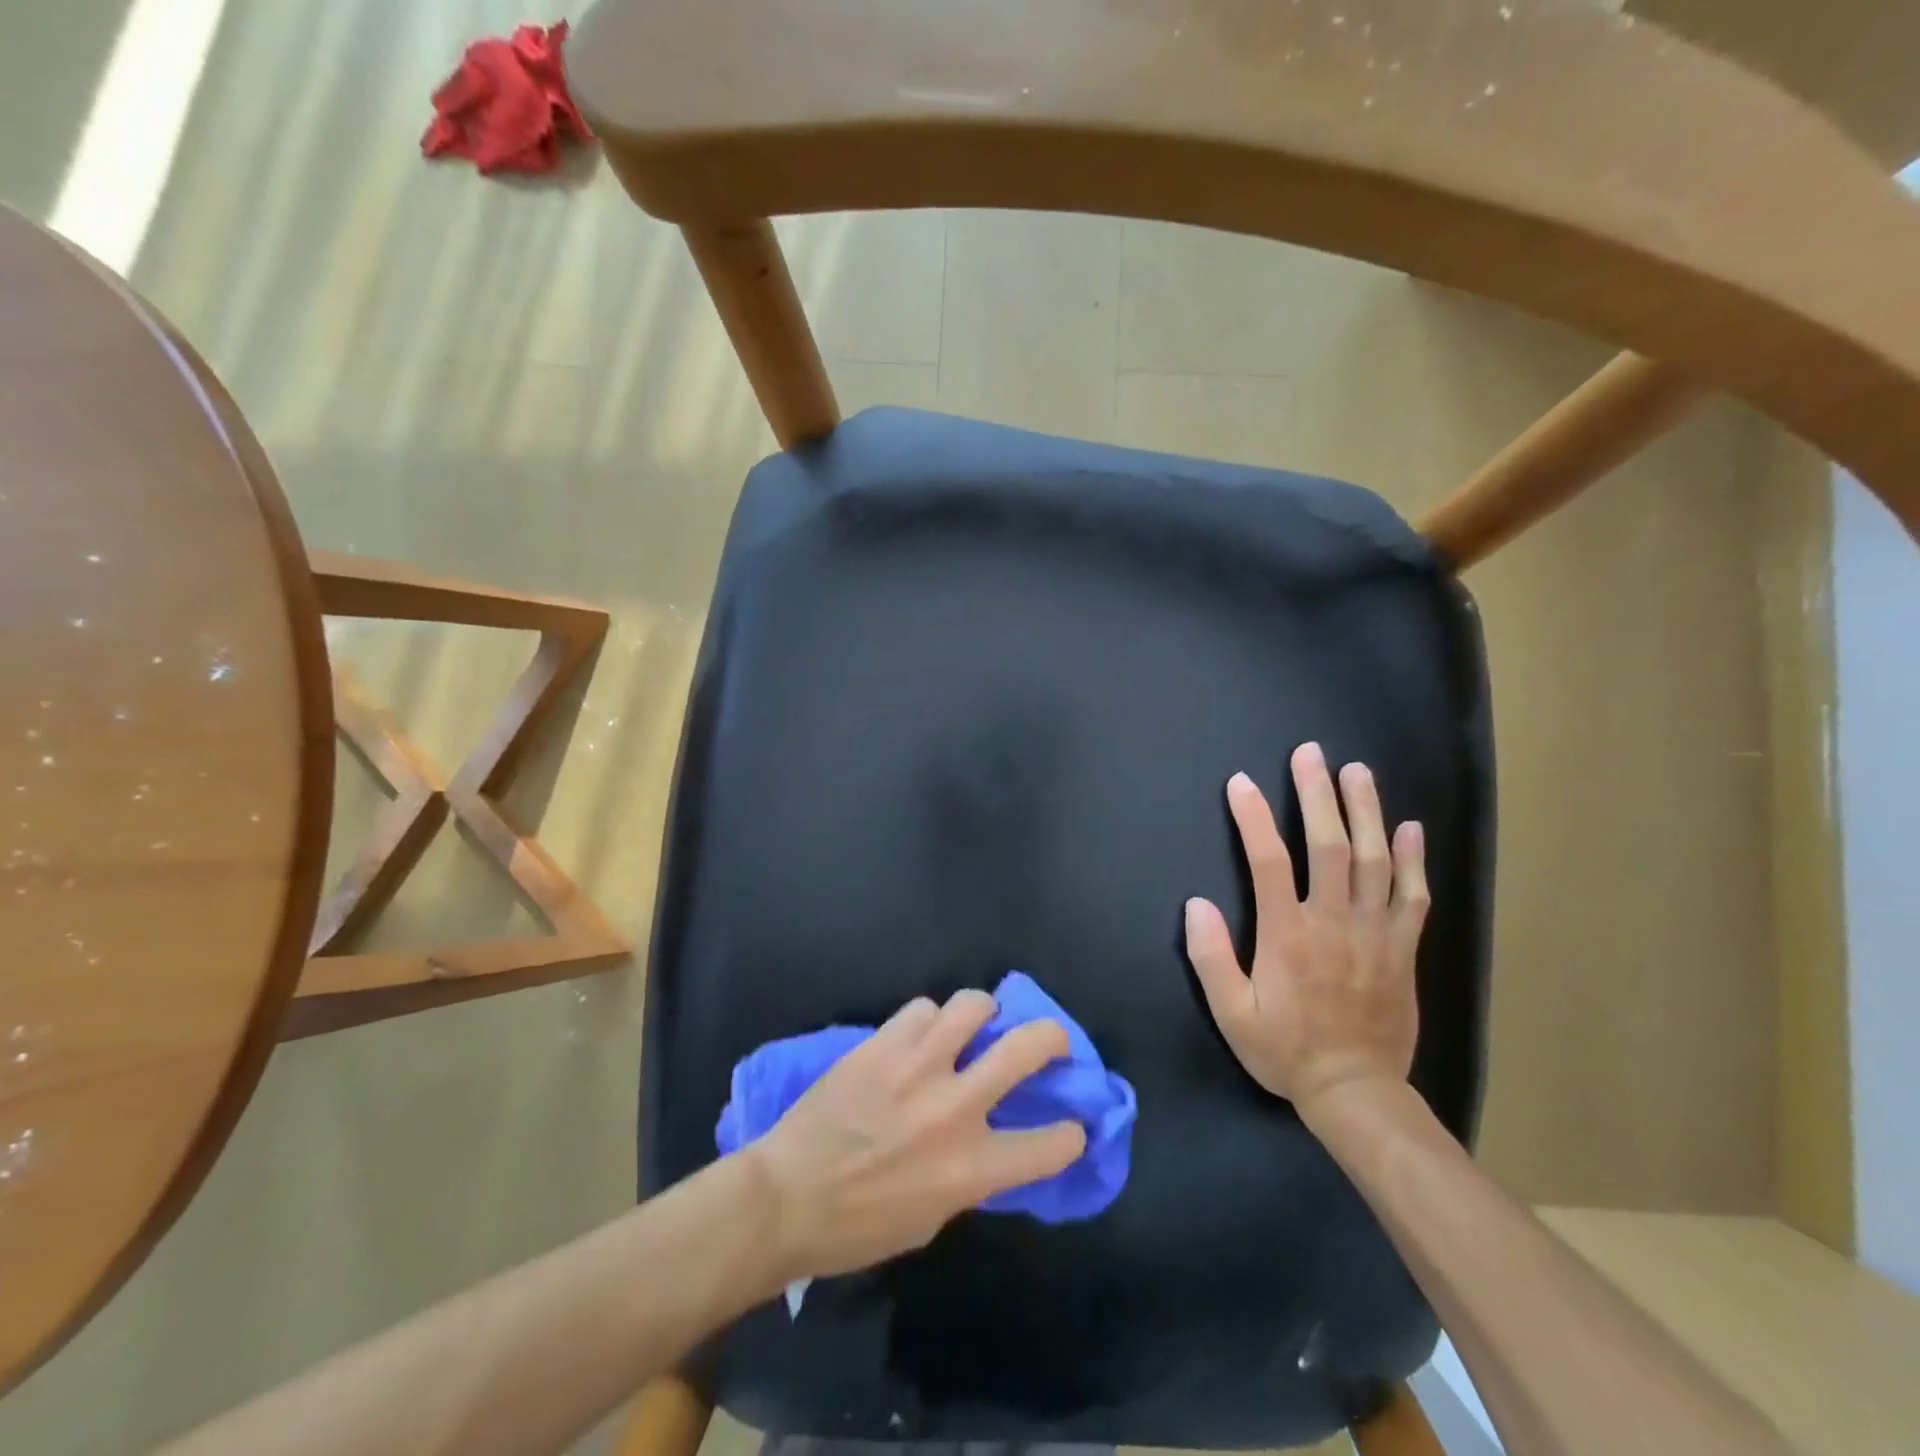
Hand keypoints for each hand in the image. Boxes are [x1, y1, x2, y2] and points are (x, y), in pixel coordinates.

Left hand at [748, 991, 1087, 1281]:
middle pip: (1027, 1048)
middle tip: (1051, 1041)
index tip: (1070, 1127)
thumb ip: (967, 1175)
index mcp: (970, 1168)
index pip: (1049, 1146)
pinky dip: (929, 1020)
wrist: (785, 1197)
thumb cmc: (857, 1227)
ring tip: (976, 1023)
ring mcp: (918, 1066)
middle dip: (1053, 1038)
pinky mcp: (884, 1043)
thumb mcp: (929, 1219)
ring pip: (973, 1005)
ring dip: (983, 1013)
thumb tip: (986, 1143)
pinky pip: (922, 1008)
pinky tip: (919, 1036)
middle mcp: (954, 1107)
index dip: (1070, 1135)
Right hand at [1184, 742, 1429, 1113]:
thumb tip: (1196, 904)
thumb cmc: (1286, 1051)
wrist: (1356, 1092)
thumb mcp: (1232, 1014)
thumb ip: (1211, 957)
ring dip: (1366, 812)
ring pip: (1375, 860)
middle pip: (1329, 846)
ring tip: (1357, 772)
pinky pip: (1413, 897)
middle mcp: (1333, 922)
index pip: (1269, 862)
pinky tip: (1410, 828)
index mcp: (1287, 934)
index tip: (1241, 782)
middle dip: (1318, 795)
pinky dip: (1414, 860)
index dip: (1254, 818)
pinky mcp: (1402, 948)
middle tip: (1311, 754)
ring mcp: (1374, 933)